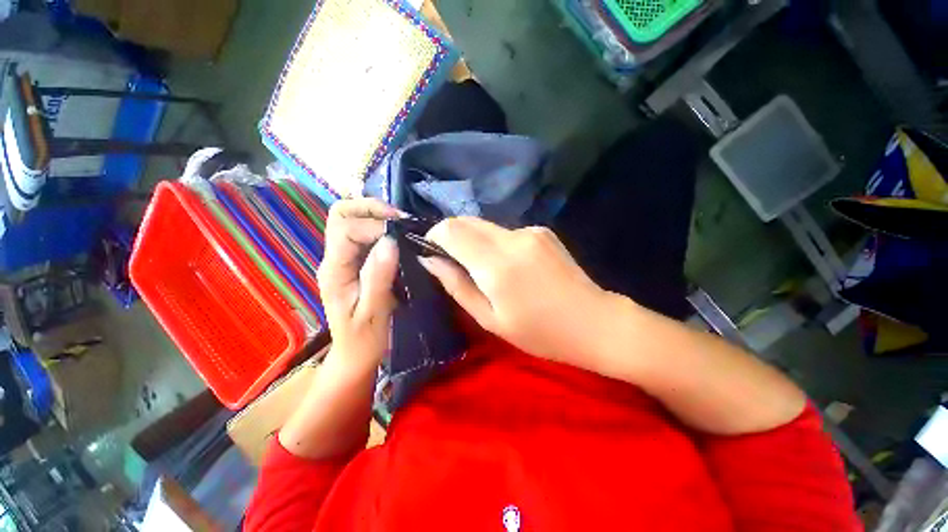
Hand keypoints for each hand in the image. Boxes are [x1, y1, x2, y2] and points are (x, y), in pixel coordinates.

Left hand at [317, 199, 399, 373]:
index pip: (346, 230)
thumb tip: (390, 241)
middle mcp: (333, 259)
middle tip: (399, 218)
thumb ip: (379, 276)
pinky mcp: (354, 262)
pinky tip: (397, 236)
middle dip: (369, 208)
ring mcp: (342, 259)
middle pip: (340, 214)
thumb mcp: (374, 311)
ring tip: (402, 224)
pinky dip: (380, 227)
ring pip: (350, 220)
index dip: (374, 226)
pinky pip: (362, 233)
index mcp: (334, 271)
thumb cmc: (365, 338)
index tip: (401, 234)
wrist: (355, 355)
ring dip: (375, 215)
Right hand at [421, 217, 615, 363]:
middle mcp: (513, 238)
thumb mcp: (490, 319)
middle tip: (454, 264)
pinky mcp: (543, 231)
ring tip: (484, 271)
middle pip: (466, 221)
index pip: (451, 229)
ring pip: (485, 226)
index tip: (431, 253)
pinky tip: (510, 267)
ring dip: (474, 242)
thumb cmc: (540, 332)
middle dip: (452, 236)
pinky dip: (495, 244)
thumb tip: (430, 260)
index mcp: (497, 264)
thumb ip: (457, 285)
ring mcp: (531, 231)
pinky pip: (506, 232)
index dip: (434, 236)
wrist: (595, 322)